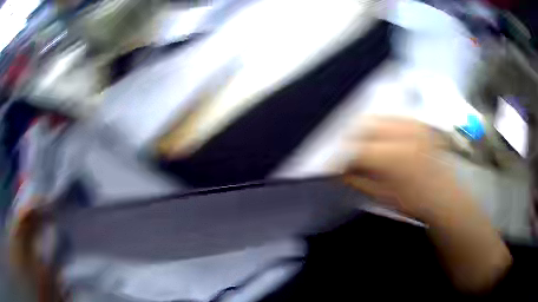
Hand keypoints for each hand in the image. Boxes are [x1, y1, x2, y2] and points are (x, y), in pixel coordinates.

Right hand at [344, 117, 511, 292]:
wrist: (446, 198)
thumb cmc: (415, 203)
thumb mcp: (382, 196)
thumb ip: (358, 179)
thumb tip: (337, 168)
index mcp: (395, 156)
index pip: (356, 148)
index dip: (339, 156)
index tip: (330, 164)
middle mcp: (405, 133)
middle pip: (365, 125)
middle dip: (350, 139)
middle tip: (344, 154)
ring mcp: (414, 124)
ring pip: (377, 118)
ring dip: (365, 132)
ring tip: (362, 147)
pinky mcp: (419, 123)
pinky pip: (392, 118)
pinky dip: (381, 127)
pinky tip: (381, 141)